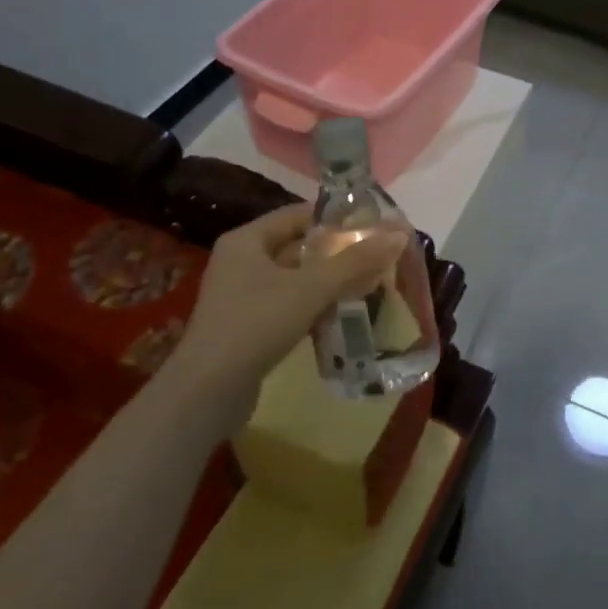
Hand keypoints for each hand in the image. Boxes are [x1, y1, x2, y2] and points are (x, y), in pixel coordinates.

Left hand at [165, 205, 407, 411]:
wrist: (206, 394)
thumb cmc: (256, 325)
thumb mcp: (311, 288)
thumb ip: (355, 260)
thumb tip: (400, 234)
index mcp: (248, 240)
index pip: (300, 214)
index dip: (338, 218)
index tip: (374, 226)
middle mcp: (242, 260)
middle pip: (300, 246)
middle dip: (339, 252)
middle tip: (378, 256)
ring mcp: (243, 295)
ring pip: (297, 278)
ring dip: (331, 281)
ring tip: (370, 284)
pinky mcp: (248, 325)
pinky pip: (290, 304)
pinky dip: (316, 305)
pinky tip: (345, 314)